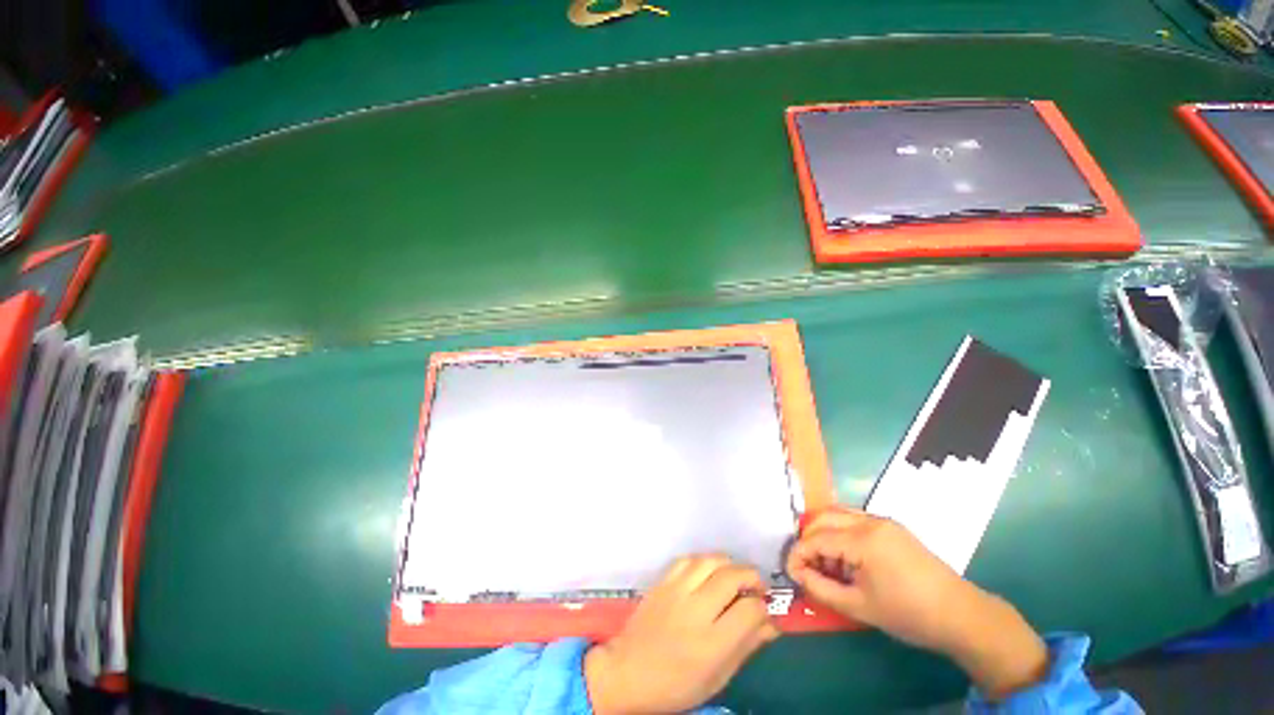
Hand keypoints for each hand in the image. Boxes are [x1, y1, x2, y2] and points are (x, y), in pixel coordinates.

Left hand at [585, 555, 779, 713]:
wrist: (628, 673)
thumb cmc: (676, 685)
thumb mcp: (717, 677)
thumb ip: (746, 647)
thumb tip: (771, 625)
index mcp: (712, 643)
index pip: (749, 610)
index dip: (762, 607)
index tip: (763, 610)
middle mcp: (695, 611)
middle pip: (731, 577)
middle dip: (751, 576)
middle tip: (757, 585)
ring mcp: (676, 591)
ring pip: (710, 561)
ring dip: (729, 563)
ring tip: (735, 575)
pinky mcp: (662, 581)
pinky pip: (687, 559)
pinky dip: (703, 560)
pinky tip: (708, 571)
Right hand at [786, 509, 1048, 699]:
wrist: (961, 614)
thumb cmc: (908, 614)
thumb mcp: (859, 606)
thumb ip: (821, 588)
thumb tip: (797, 574)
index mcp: (863, 539)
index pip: (816, 538)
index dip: (798, 553)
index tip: (790, 571)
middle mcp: (870, 520)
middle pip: (823, 518)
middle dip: (808, 540)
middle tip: (806, 566)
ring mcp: (882, 520)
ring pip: (837, 515)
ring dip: (823, 534)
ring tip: (826, 563)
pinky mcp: (891, 526)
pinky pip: (854, 521)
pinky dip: (841, 534)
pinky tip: (846, 559)